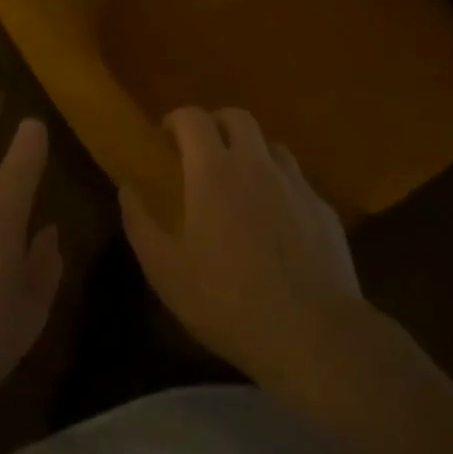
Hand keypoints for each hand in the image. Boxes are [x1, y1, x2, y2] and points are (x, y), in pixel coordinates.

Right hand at [121, 106, 362, 387]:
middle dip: (216, 125)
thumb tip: (127, 188)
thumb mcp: (165, 269)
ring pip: (272, 146)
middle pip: (238, 117)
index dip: (176, 119)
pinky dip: (281, 188)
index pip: (193, 117)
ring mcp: (296, 185)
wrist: (313, 335)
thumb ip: (140, 222)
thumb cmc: (227, 300)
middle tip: (202, 153)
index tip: (165, 138)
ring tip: (242, 185)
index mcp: (214, 171)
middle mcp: (257, 164)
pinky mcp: (325, 210)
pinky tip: (277, 223)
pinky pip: (298, 182)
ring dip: (252, 153)